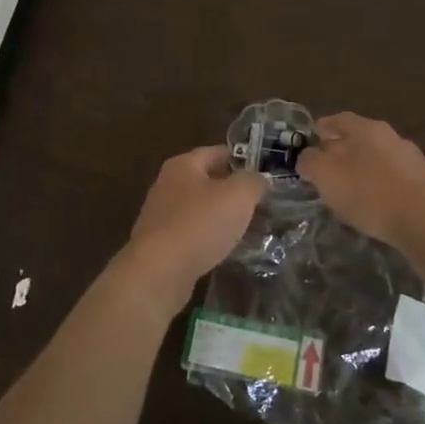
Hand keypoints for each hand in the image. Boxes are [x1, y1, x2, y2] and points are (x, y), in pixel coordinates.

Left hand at [116, 146, 267, 316]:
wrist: (159, 271)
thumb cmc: (199, 224)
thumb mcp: (238, 196)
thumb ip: (252, 181)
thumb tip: (258, 179)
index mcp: (183, 165)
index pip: (217, 152)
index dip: (242, 159)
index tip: (265, 172)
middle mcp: (167, 185)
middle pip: (207, 181)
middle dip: (233, 191)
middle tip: (262, 202)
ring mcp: (161, 216)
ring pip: (200, 209)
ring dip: (222, 217)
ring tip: (250, 227)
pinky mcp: (161, 245)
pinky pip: (192, 234)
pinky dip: (210, 238)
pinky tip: (227, 250)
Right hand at [295, 113, 424, 247]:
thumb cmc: (368, 192)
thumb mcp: (325, 175)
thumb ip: (310, 161)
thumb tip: (308, 157)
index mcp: (363, 127)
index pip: (336, 120)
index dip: (320, 130)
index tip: (310, 145)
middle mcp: (388, 134)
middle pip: (358, 138)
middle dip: (342, 151)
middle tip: (327, 171)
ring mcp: (410, 157)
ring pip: (377, 157)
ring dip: (363, 170)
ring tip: (351, 192)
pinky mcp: (424, 181)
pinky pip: (394, 178)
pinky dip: (382, 186)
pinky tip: (377, 205)